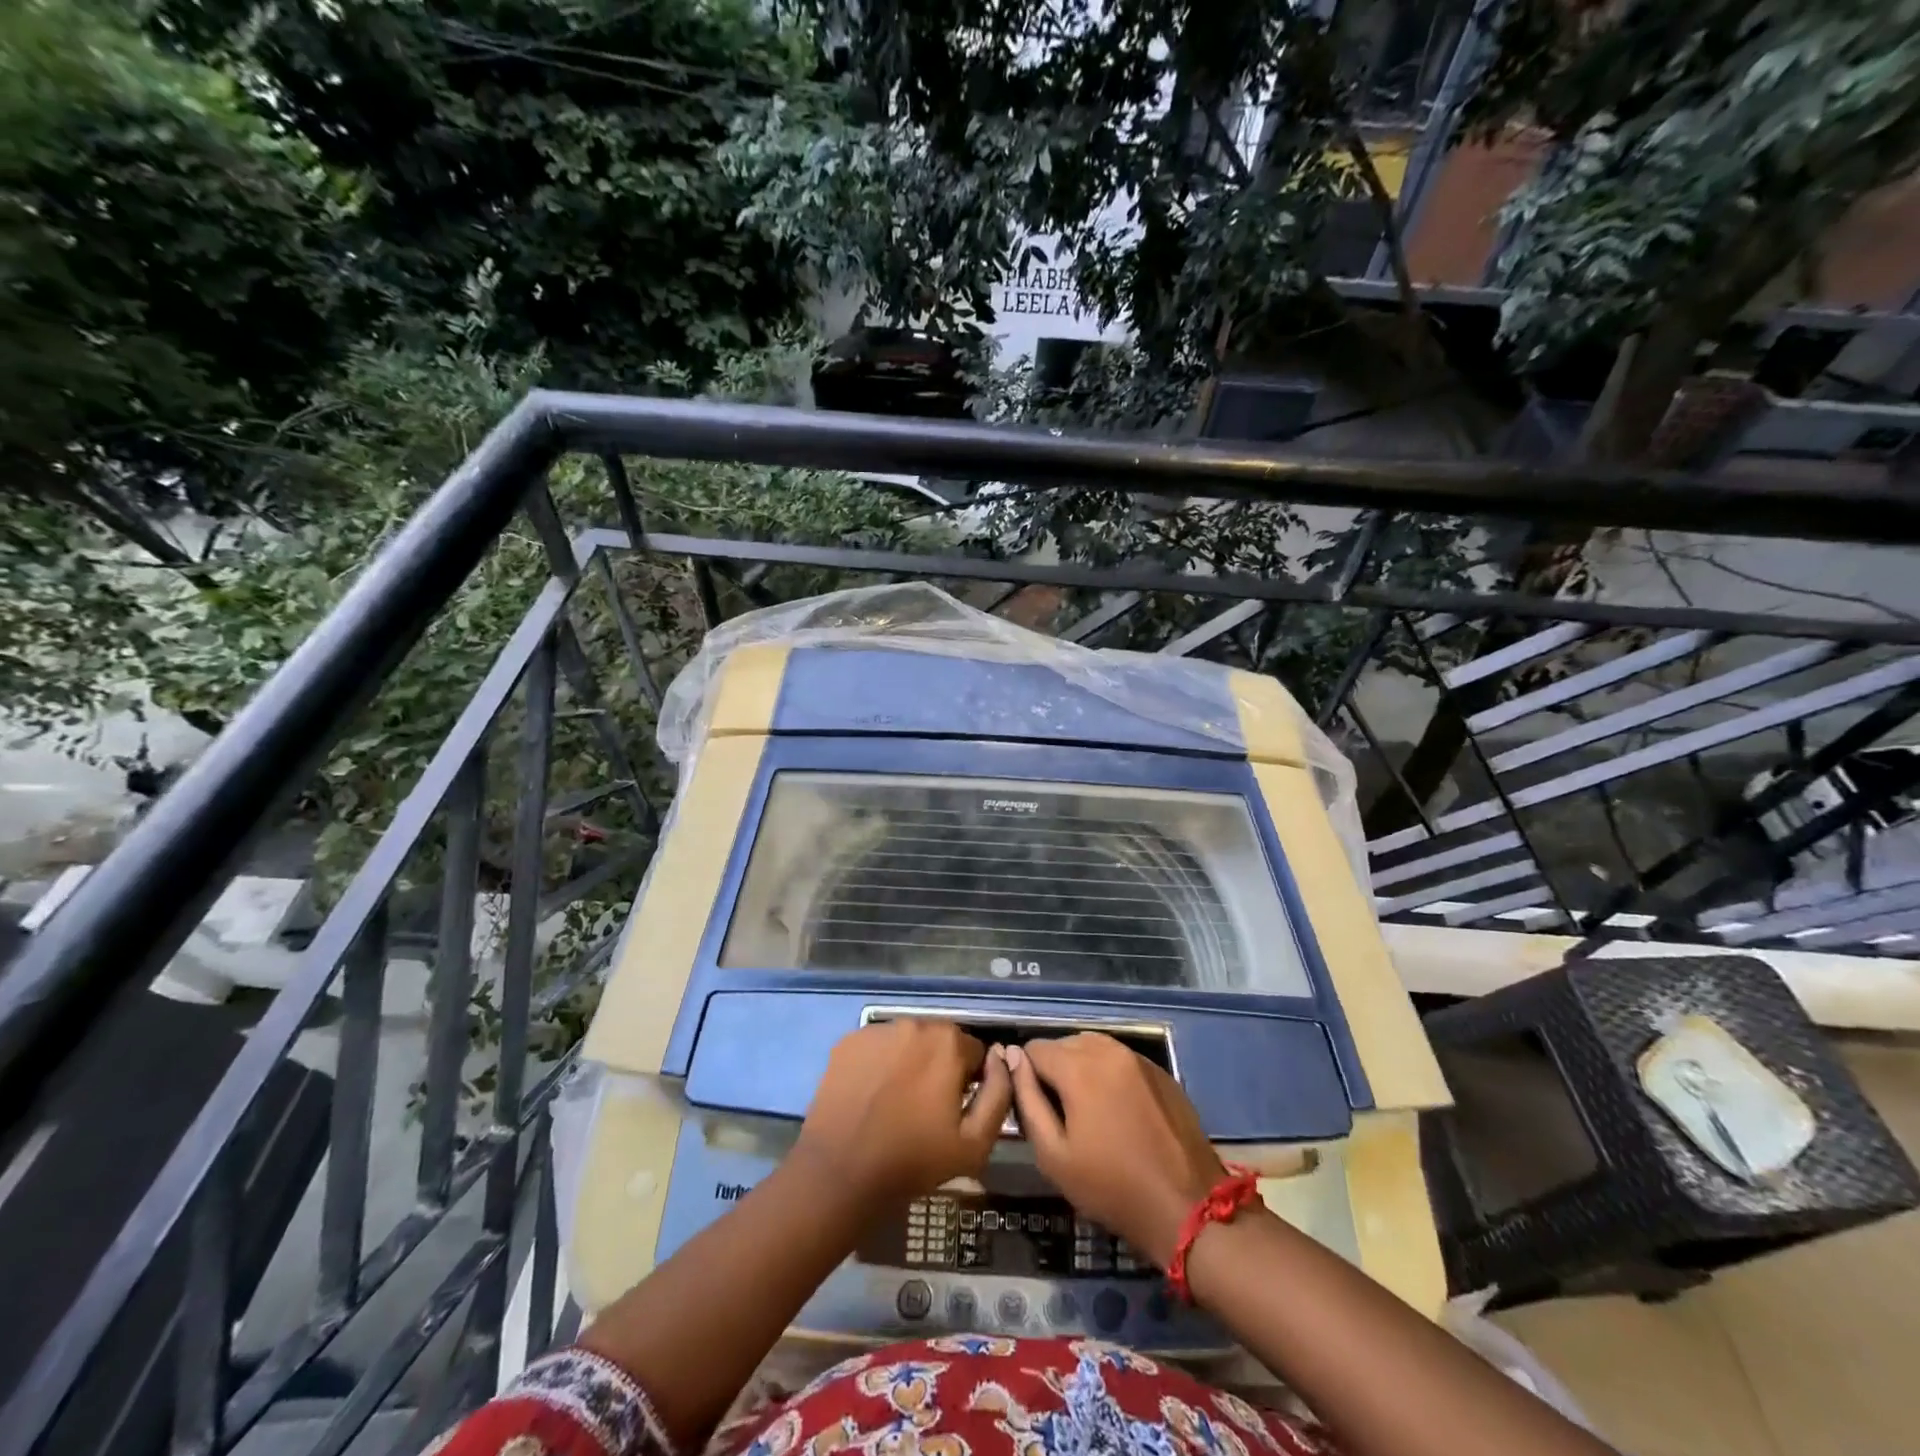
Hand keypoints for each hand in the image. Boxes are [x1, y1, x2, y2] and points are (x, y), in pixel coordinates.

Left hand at [794, 1020, 1012, 1203]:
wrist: (841, 1173)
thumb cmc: (913, 1160)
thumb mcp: (975, 1142)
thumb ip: (999, 1094)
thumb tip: (1001, 1059)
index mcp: (947, 1042)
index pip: (974, 1053)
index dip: (970, 1082)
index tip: (955, 1109)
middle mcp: (913, 1023)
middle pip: (939, 1041)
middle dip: (940, 1067)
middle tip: (927, 1108)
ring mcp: (877, 1030)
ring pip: (907, 1042)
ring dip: (909, 1062)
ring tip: (897, 1102)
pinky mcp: (848, 1042)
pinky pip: (876, 1047)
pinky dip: (879, 1064)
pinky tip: (872, 1096)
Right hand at [1005, 1034, 1226, 1266]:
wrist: (1187, 1208)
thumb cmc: (1111, 1187)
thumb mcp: (1054, 1154)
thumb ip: (1027, 1099)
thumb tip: (1013, 1058)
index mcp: (1078, 1067)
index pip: (1035, 1048)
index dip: (1027, 1075)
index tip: (1035, 1106)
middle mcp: (1108, 1050)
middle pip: (1065, 1043)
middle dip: (1055, 1069)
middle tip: (1061, 1113)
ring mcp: (1138, 1058)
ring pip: (1094, 1046)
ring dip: (1082, 1067)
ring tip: (1087, 1109)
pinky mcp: (1161, 1072)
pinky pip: (1121, 1059)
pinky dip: (1110, 1073)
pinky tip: (1117, 1109)